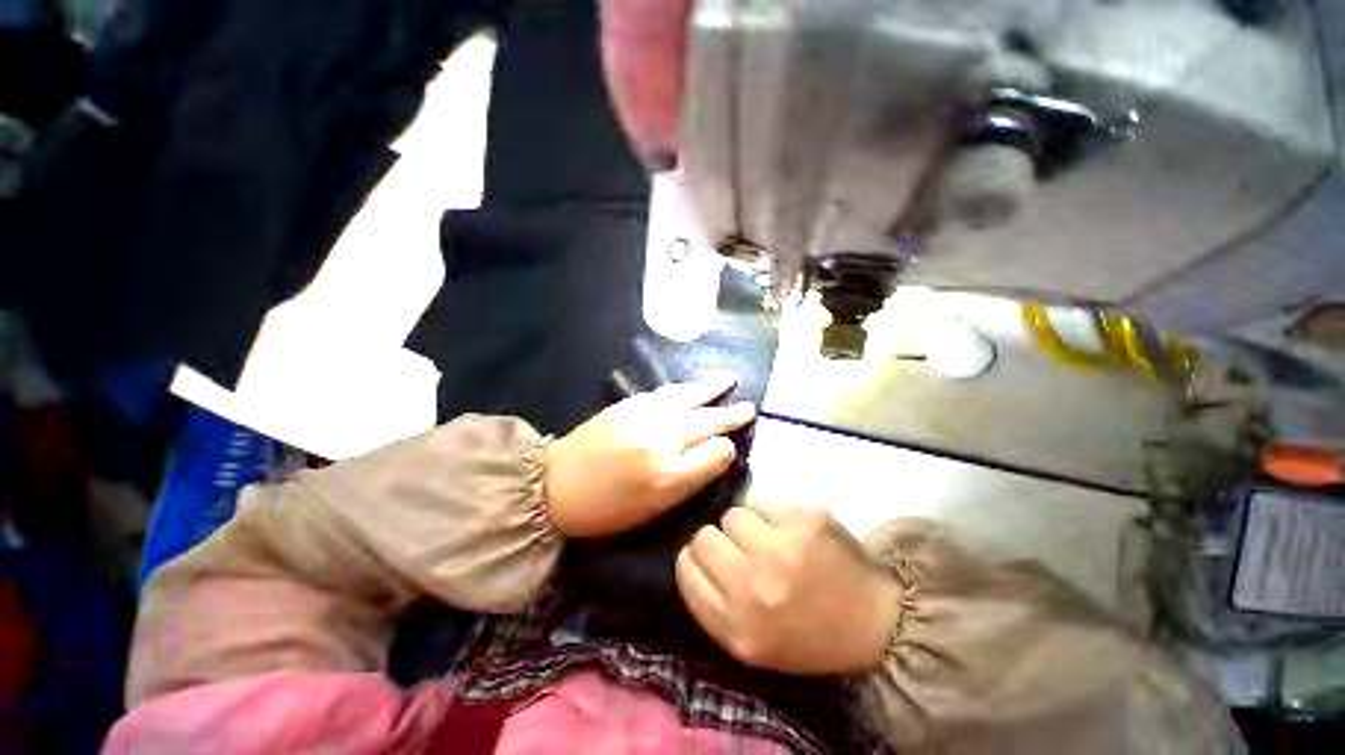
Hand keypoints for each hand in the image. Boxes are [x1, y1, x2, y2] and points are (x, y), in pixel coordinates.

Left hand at [545, 373, 755, 537]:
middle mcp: (662, 441)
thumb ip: (689, 480)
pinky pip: (664, 393)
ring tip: (729, 379)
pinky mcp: (628, 404)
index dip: (727, 449)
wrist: (555, 485)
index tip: (730, 447)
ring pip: (687, 398)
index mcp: (669, 476)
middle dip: (730, 414)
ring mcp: (644, 417)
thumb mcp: (654, 509)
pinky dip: (683, 389)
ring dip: (710, 389)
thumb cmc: (606, 508)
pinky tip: (692, 386)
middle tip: (750, 407)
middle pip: (706, 422)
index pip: (715, 453)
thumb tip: (717, 454)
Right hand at [677, 504, 903, 675]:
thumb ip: (712, 602)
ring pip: (732, 514)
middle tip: (742, 551)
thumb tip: (691, 552)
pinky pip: (762, 502)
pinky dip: (770, 514)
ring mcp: (782, 548)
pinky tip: (790, 531)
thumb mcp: (749, 643)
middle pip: (704, 537)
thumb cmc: (806, 636)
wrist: (875, 624)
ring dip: (745, 525)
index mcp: (736, 626)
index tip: (709, 560)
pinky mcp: (805, 519)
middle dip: (718, 541)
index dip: (693, 559)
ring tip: (769, 541)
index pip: (685, 570)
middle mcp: (754, 586)